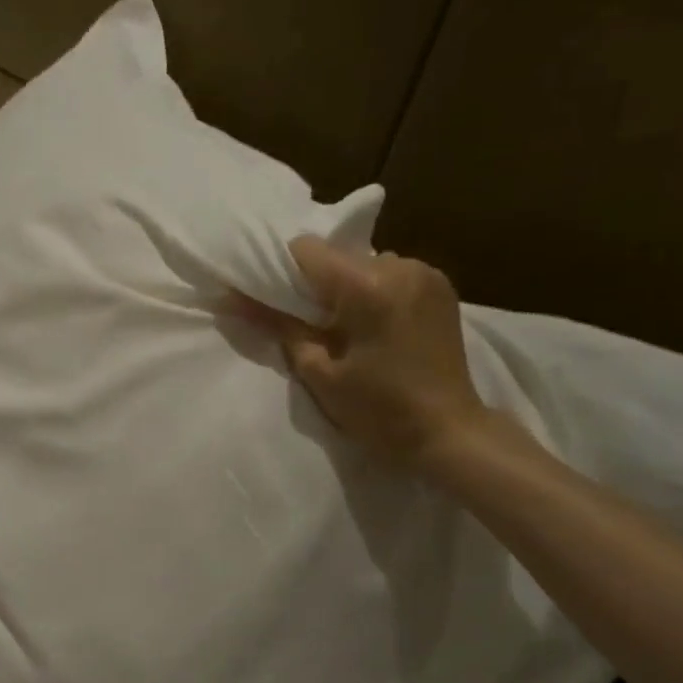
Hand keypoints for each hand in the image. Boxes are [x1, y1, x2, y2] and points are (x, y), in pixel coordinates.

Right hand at [242, 237, 489, 469]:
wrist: (448, 432)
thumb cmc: (379, 411)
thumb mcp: (319, 372)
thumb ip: (279, 327)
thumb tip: (234, 299)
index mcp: (368, 287)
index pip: (307, 249)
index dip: (280, 271)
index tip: (270, 300)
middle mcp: (400, 267)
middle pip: (335, 256)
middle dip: (313, 284)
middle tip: (304, 323)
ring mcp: (426, 274)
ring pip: (362, 264)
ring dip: (345, 288)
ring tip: (342, 327)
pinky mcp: (440, 286)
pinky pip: (389, 274)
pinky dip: (371, 292)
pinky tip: (371, 325)